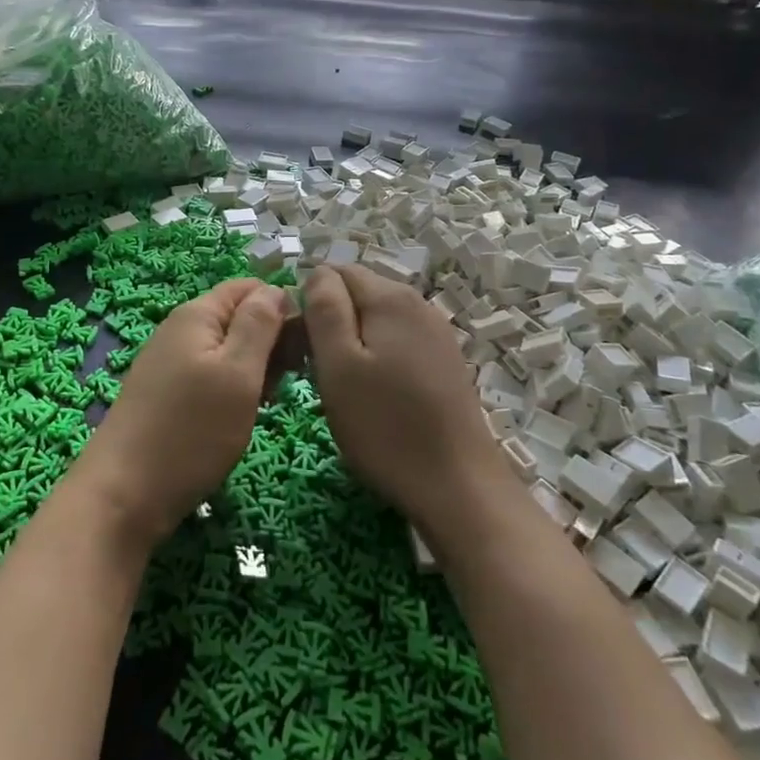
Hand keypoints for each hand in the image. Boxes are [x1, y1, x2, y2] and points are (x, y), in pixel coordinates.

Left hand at [72, 279, 290, 549]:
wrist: (124, 494)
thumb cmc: (191, 431)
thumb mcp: (238, 373)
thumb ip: (259, 324)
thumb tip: (276, 288)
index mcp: (197, 313)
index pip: (250, 287)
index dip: (283, 305)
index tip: (308, 342)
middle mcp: (180, 328)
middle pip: (239, 316)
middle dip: (270, 340)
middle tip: (292, 378)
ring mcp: (170, 361)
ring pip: (227, 349)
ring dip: (254, 368)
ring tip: (268, 401)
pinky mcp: (167, 392)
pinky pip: (211, 374)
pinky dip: (233, 388)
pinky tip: (242, 415)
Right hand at [303, 265, 512, 540]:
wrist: (458, 486)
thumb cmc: (386, 426)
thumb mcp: (338, 364)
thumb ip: (324, 308)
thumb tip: (317, 272)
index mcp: (390, 296)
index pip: (333, 272)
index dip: (309, 304)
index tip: (300, 348)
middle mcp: (418, 303)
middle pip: (357, 294)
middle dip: (330, 323)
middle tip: (317, 373)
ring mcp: (436, 333)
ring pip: (376, 320)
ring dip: (352, 344)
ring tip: (344, 390)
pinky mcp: (444, 362)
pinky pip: (397, 343)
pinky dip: (377, 360)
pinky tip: (375, 398)